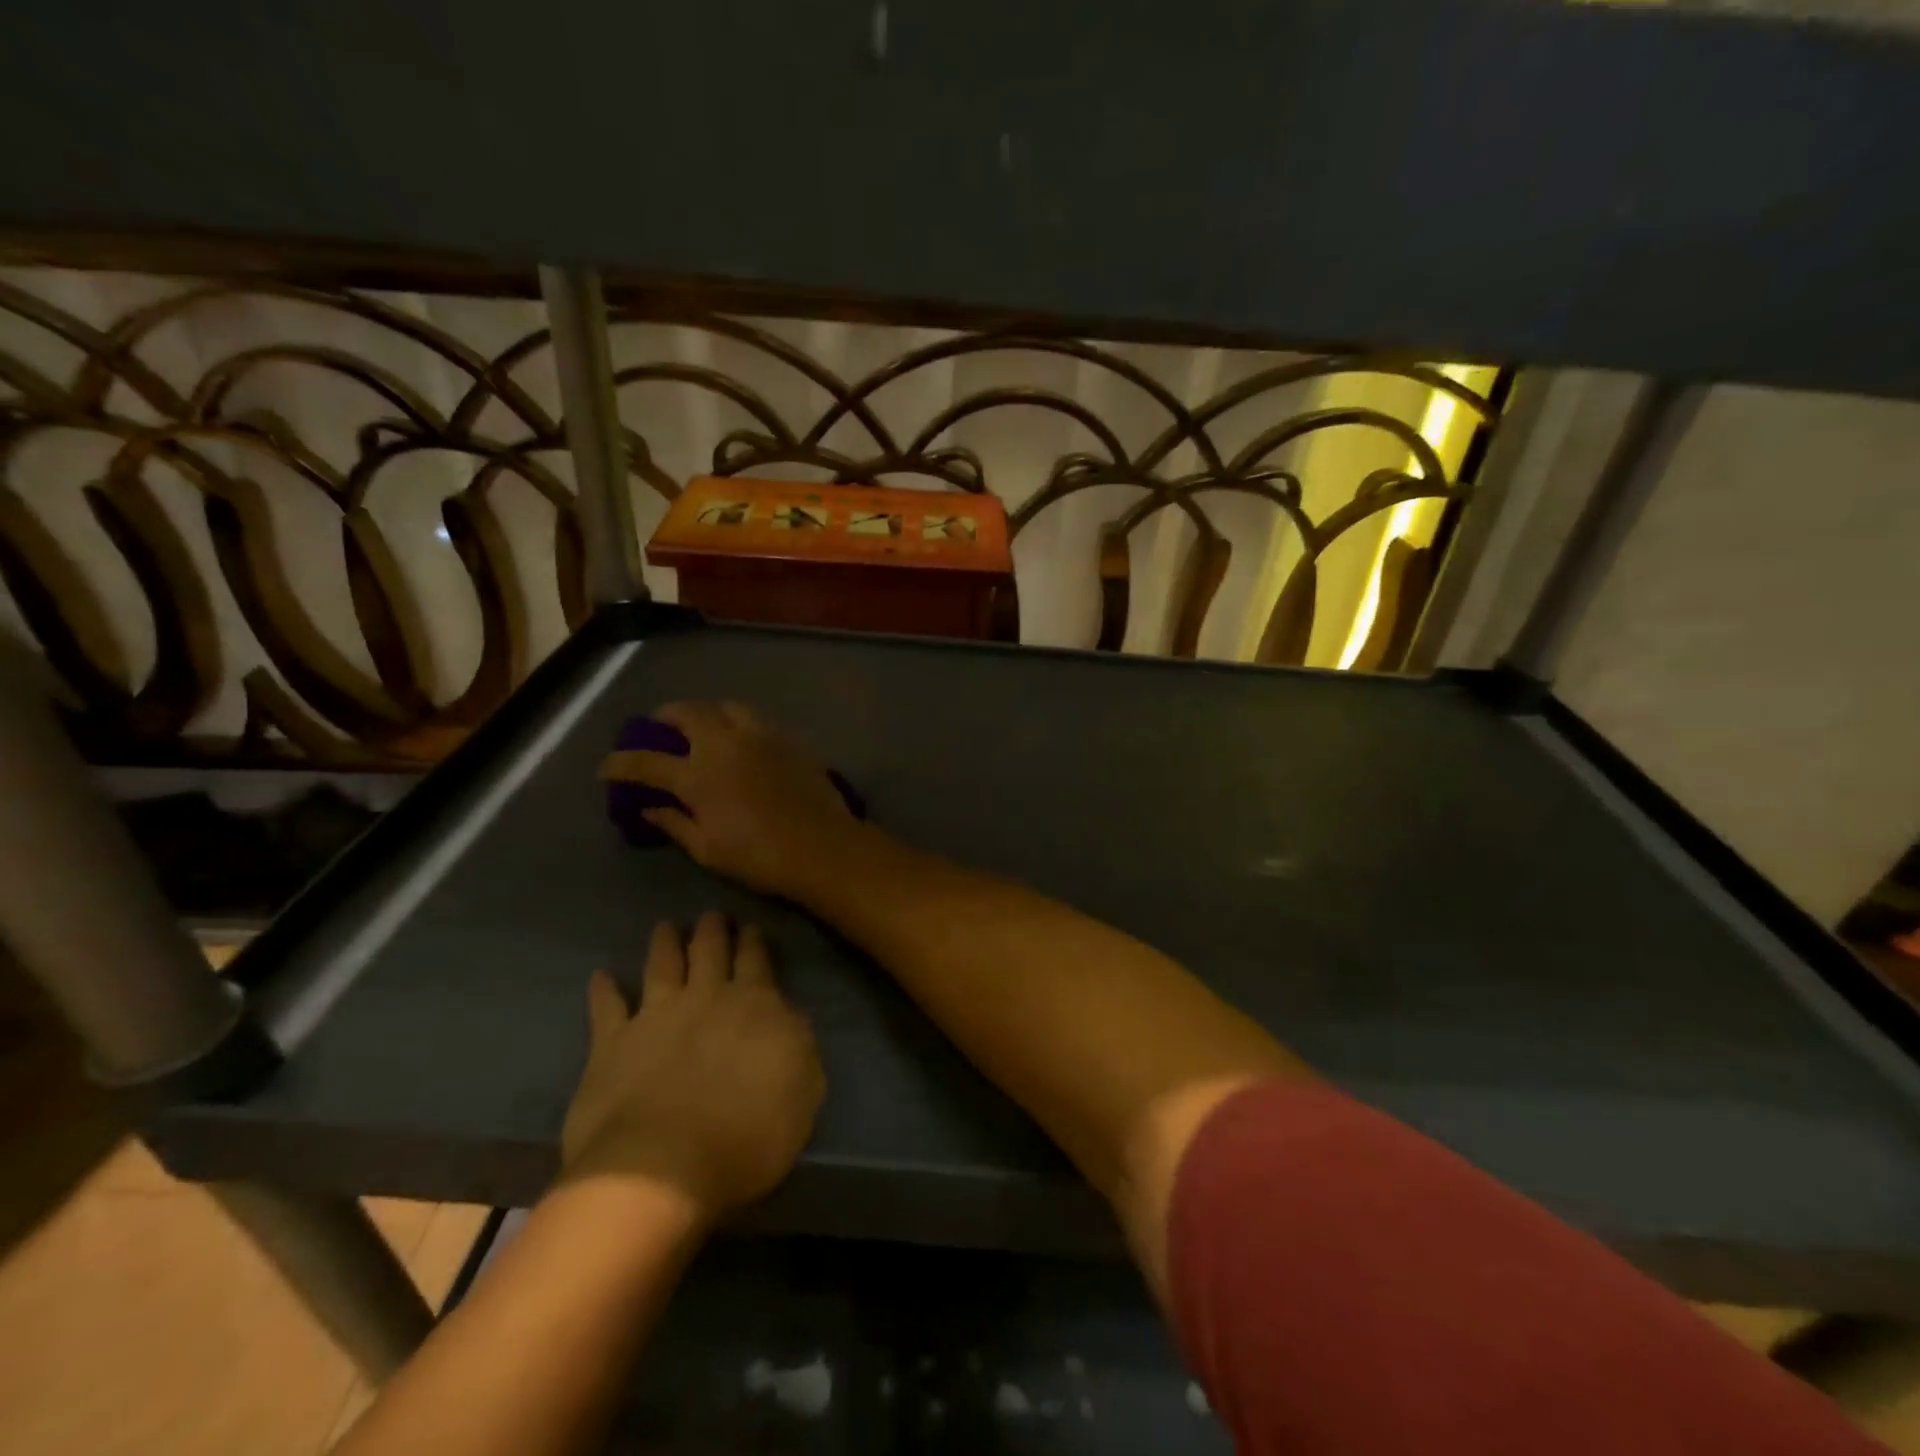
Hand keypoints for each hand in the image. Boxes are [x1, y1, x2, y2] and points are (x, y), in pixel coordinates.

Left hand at [562, 914, 824, 1219]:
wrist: (663, 1168)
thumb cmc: (748, 1136)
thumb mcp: (804, 1092)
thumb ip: (799, 1046)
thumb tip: (789, 1016)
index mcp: (756, 1005)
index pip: (757, 960)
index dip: (754, 942)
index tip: (751, 927)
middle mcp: (706, 997)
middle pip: (710, 950)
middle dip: (713, 930)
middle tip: (712, 916)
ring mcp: (656, 1016)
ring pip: (662, 964)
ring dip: (665, 943)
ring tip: (666, 927)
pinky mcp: (612, 1043)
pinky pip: (606, 1007)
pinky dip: (603, 989)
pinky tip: (600, 976)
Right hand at [600, 700, 859, 897]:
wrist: (822, 846)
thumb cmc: (759, 856)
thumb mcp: (707, 849)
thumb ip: (674, 823)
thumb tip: (649, 809)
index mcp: (697, 774)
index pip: (646, 762)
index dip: (620, 763)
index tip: (607, 766)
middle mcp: (724, 744)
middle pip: (687, 714)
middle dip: (664, 717)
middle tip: (658, 726)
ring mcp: (760, 735)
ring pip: (724, 707)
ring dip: (705, 711)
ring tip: (701, 724)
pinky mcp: (787, 737)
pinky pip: (755, 718)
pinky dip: (737, 721)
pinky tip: (740, 736)